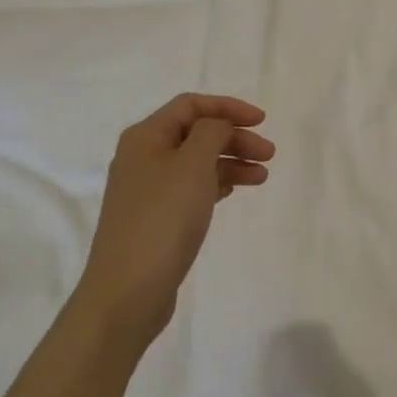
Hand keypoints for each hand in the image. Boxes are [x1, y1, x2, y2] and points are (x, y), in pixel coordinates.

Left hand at [80, 93, 272, 344]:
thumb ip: (212, 133)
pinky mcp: (155, 218)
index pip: (190, 105)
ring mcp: (147, 190)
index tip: (262, 122)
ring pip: (196, 162)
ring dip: (230, 162)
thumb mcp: (193, 164)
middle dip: (234, 138)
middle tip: (269, 155)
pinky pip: (191, 188)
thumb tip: (217, 126)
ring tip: (262, 177)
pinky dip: (216, 184)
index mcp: (145, 136)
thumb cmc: (163, 219)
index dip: (228, 107)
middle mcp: (142, 157)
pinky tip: (235, 190)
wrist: (127, 291)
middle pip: (195, 133)